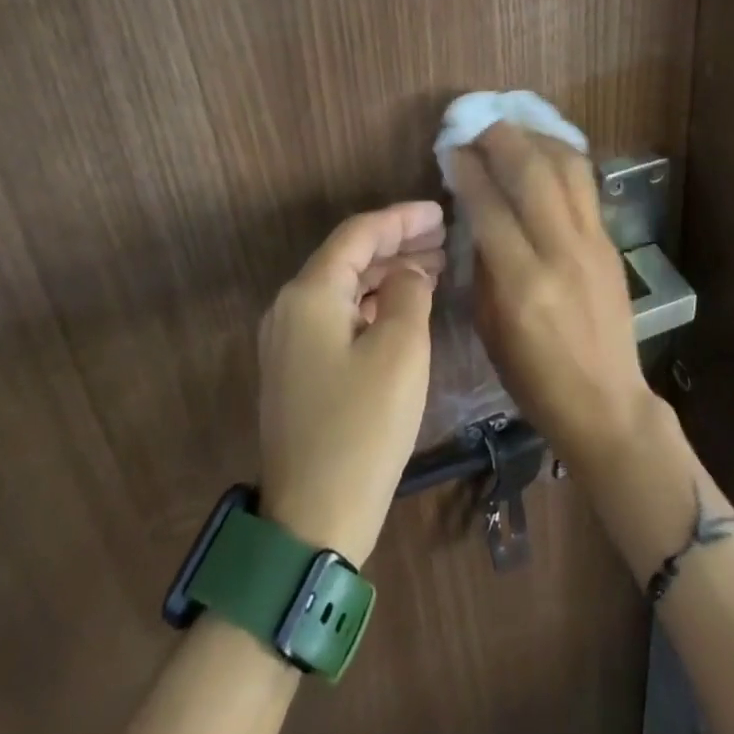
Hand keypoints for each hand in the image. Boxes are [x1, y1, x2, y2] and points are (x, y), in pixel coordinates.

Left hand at [257, 202, 444, 567]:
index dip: (402, 218)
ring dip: (388, 273)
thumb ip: (410, 293)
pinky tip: (406, 305)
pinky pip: (339, 315)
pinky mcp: (298, 369)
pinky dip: (374, 303)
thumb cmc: (363, 428)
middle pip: (349, 257)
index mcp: (310, 294)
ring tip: (435, 265)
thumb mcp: (401, 350)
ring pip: (345, 287)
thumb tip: (409, 271)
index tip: (441, 211)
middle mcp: (291, 308)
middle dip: (398, 243)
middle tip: (444, 237)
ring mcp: (290, 341)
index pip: (358, 234)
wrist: (311, 523)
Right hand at [449, 124, 656, 471]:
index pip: (490, 205)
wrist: (607, 405)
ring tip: (513, 127)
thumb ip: (482, 262)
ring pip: (568, 168)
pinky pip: (585, 186)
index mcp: (522, 284)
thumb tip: (474, 209)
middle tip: (479, 123)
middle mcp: (561, 253)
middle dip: (502, 138)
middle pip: (533, 173)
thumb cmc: (533, 377)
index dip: (468, 168)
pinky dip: (562, 159)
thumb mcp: (489, 325)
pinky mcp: (611, 243)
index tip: (453, 147)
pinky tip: (544, 151)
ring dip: (537, 139)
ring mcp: (593, 243)